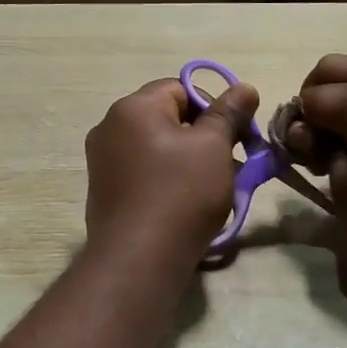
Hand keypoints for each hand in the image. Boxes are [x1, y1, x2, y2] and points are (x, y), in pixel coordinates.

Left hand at [84, 77, 258, 268]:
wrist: (138, 259)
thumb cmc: (181, 193)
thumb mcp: (214, 147)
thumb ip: (229, 113)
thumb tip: (244, 88)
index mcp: (132, 107)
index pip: (181, 88)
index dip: (214, 107)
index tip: (236, 136)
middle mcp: (109, 127)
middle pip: (168, 117)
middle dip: (204, 137)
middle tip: (232, 164)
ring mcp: (102, 161)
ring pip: (158, 147)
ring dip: (189, 160)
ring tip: (215, 188)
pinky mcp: (104, 191)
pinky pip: (144, 172)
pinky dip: (167, 180)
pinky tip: (187, 205)